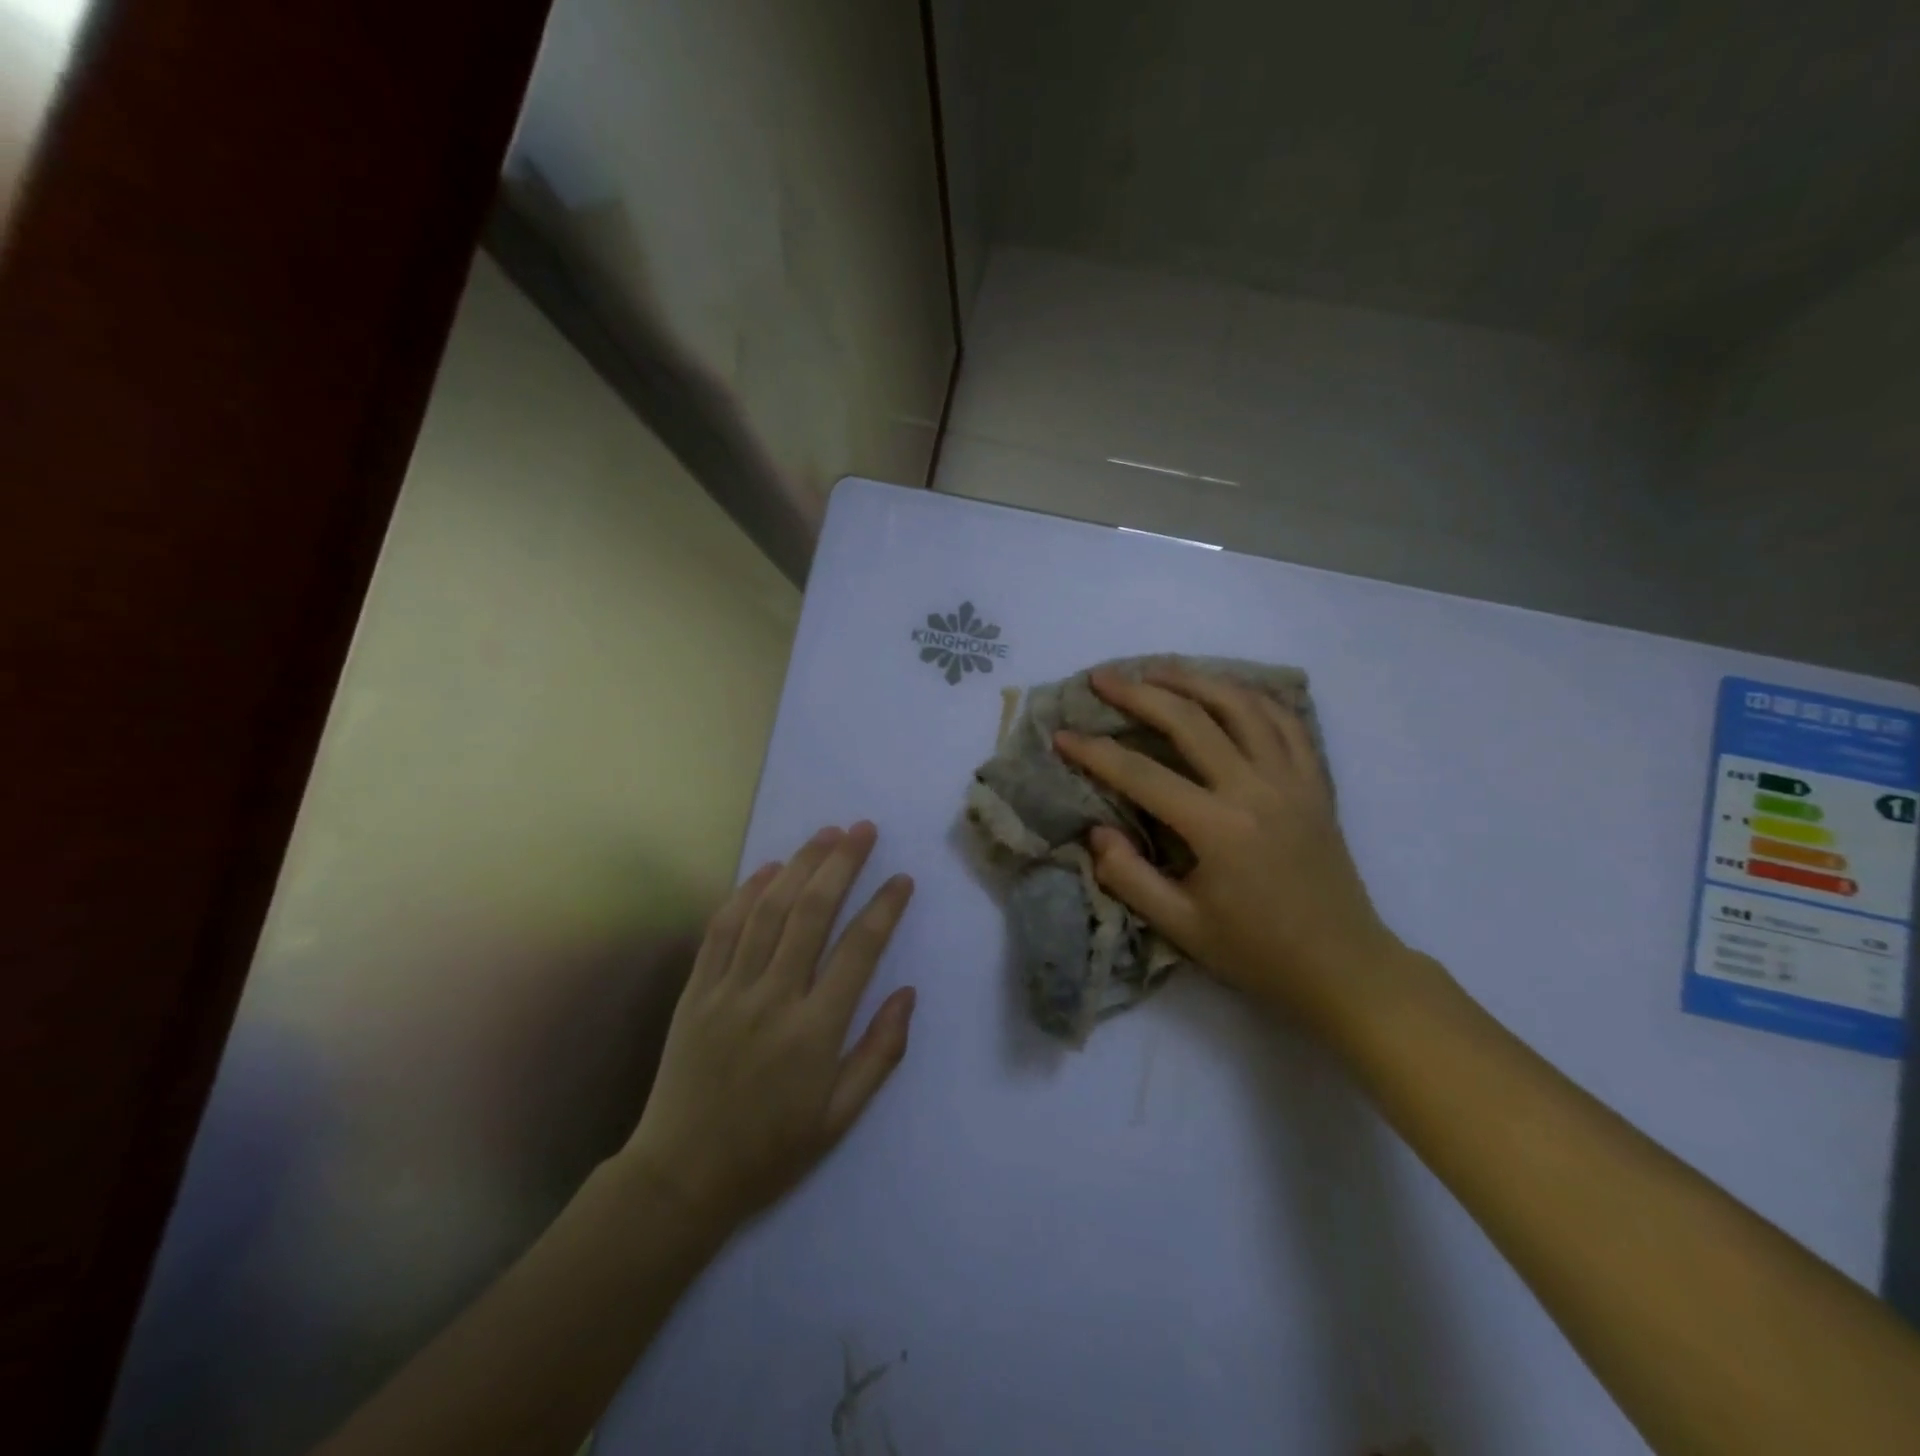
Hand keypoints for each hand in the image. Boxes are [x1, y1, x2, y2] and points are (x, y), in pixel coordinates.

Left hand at [619, 823, 915, 1229]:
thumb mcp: (840, 1117)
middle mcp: (773, 999)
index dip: (884, 908)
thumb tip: (907, 993)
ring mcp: (729, 990)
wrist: (680, 1177)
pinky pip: (722, 929)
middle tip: (863, 829)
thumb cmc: (771, 1150)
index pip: (858, 951)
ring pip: (768, 911)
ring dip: (799, 865)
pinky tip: (768, 869)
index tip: (902, 879)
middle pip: (811, 913)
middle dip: (841, 864)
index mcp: (814, 1032)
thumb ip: (880, 1052)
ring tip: (826, 834)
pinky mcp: (696, 991)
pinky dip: (746, 893)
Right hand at [1055, 666, 1409, 1035]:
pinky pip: (1287, 722)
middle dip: (1139, 694)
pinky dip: (1253, 697)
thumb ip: (1129, 877)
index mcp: (1219, 828)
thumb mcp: (1181, 927)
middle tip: (1102, 678)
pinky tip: (1228, 691)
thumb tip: (1097, 831)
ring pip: (1242, 706)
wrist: (1344, 968)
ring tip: (1158, 669)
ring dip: (1195, 680)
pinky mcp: (1316, 783)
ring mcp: (1293, 780)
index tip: (1061, 735)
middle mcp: (1257, 790)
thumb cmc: (1257, 953)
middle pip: (1191, 720)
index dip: (1095, 752)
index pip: (1142, 774)